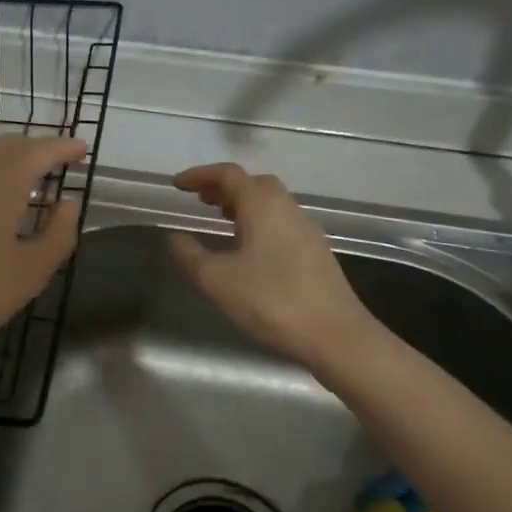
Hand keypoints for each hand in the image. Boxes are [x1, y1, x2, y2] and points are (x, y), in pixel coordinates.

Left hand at [0, 135, 87, 383]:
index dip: (64, 147)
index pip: (41, 149)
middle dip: (36, 150)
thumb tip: (69, 204)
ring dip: (7, 161)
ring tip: (24, 181)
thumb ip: (58, 234)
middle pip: (9, 146)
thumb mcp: (30, 272)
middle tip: (56, 162)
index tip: (81, 148)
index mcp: (3, 177)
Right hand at [167, 163, 379, 370]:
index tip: (178, 184)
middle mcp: (287, 208)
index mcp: (262, 205)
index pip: (228, 175)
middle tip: (200, 199)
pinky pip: (281, 222)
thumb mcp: (216, 280)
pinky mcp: (316, 252)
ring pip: (271, 203)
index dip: (200, 175)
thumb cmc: (270, 301)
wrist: (336, 336)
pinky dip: (259, 222)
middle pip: (253, 183)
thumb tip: (175, 236)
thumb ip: (189, 255)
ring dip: (243, 204)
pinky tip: (249, 248)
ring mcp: (306, 229)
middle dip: (224, 187)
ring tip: (220, 219)